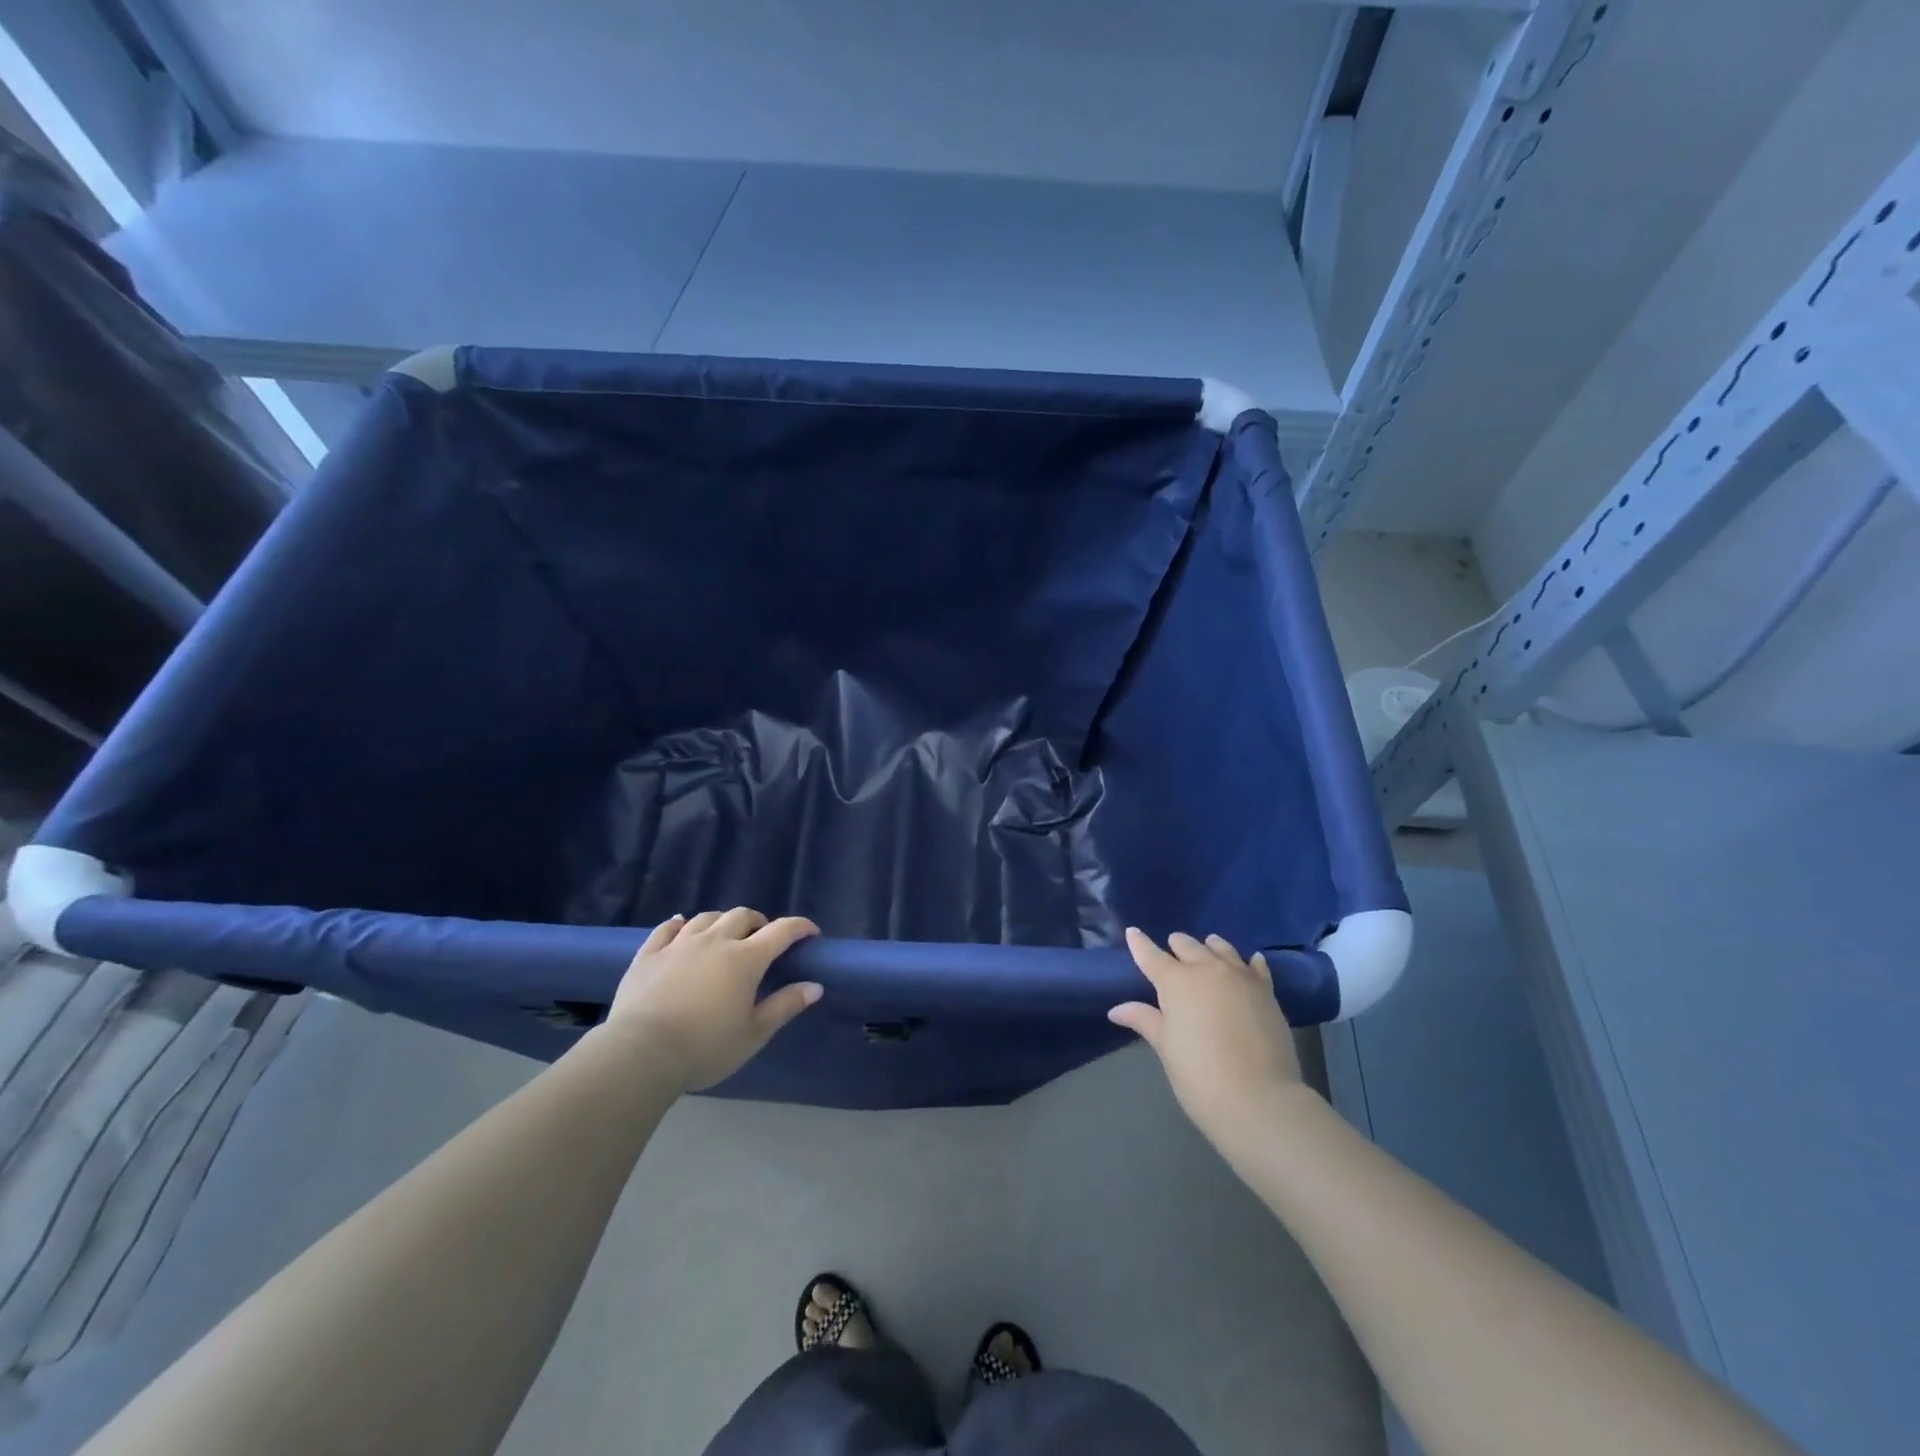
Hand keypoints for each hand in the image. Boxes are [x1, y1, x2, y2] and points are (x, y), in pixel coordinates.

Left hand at [605, 908, 822, 1092]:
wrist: (640, 1054)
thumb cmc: (704, 1047)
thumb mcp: (753, 1034)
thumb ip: (785, 1006)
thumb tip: (815, 986)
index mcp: (745, 959)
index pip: (781, 931)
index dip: (800, 927)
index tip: (810, 933)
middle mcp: (715, 941)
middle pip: (742, 916)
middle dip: (758, 922)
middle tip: (763, 939)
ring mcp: (679, 944)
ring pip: (706, 918)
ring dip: (722, 921)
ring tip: (725, 935)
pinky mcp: (648, 954)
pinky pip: (666, 928)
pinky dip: (679, 924)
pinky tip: (681, 926)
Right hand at [1109, 928, 1305, 1147]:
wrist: (1260, 1099)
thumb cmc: (1200, 1075)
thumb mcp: (1166, 1048)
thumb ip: (1144, 1020)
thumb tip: (1116, 1010)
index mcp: (1176, 981)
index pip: (1151, 955)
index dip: (1139, 944)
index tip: (1133, 933)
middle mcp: (1207, 969)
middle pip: (1187, 945)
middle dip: (1176, 947)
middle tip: (1172, 954)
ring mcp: (1240, 977)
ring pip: (1221, 948)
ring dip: (1209, 948)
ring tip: (1206, 950)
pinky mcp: (1266, 990)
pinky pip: (1255, 966)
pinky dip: (1248, 961)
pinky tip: (1250, 962)